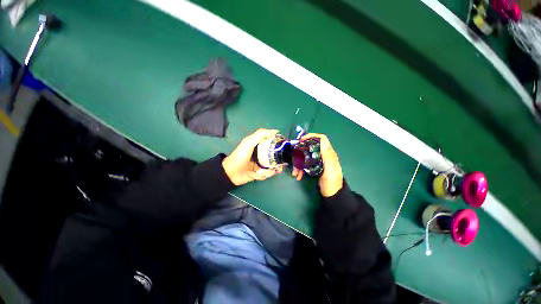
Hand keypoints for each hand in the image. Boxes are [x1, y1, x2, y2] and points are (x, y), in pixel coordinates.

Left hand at [222, 129, 283, 185]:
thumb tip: (276, 131)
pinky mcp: (261, 173)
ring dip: (269, 170)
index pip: (274, 144)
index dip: (279, 145)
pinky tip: (258, 174)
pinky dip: (264, 175)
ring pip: (273, 167)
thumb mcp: (249, 142)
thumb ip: (261, 134)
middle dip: (278, 162)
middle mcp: (263, 154)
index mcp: (261, 145)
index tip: (284, 148)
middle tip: (279, 165)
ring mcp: (263, 164)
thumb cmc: (240, 155)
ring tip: (262, 171)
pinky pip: (268, 174)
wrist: (231, 172)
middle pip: (276, 156)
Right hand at [292, 133, 342, 196]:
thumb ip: (327, 156)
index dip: (311, 136)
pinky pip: (305, 164)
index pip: (321, 139)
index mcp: (328, 154)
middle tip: (293, 158)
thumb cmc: (332, 183)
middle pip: (310, 147)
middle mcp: (323, 155)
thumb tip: (322, 141)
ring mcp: (318, 161)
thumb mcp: (330, 170)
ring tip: (295, 173)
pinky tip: (298, 176)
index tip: (301, 140)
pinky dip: (300, 169)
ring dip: (299, 163)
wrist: (332, 195)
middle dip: (301, 152)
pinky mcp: (314, 167)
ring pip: (306, 157)